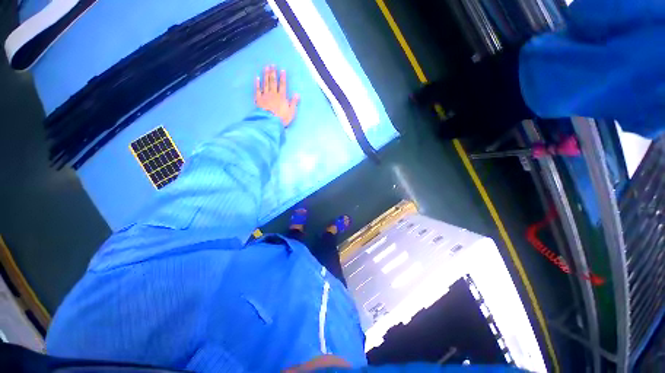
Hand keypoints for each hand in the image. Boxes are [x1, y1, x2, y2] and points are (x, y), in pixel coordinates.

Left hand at [255, 65, 299, 125]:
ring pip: (265, 83)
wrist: (270, 122)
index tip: (282, 70)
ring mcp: (265, 96)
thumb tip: (297, 94)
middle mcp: (273, 94)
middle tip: (272, 65)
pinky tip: (257, 77)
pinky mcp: (259, 99)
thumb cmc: (282, 118)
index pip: (283, 85)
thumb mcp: (291, 112)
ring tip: (266, 67)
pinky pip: (257, 90)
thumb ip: (294, 103)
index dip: (283, 77)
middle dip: (273, 73)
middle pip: (273, 81)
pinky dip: (257, 83)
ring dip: (266, 75)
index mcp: (282, 97)